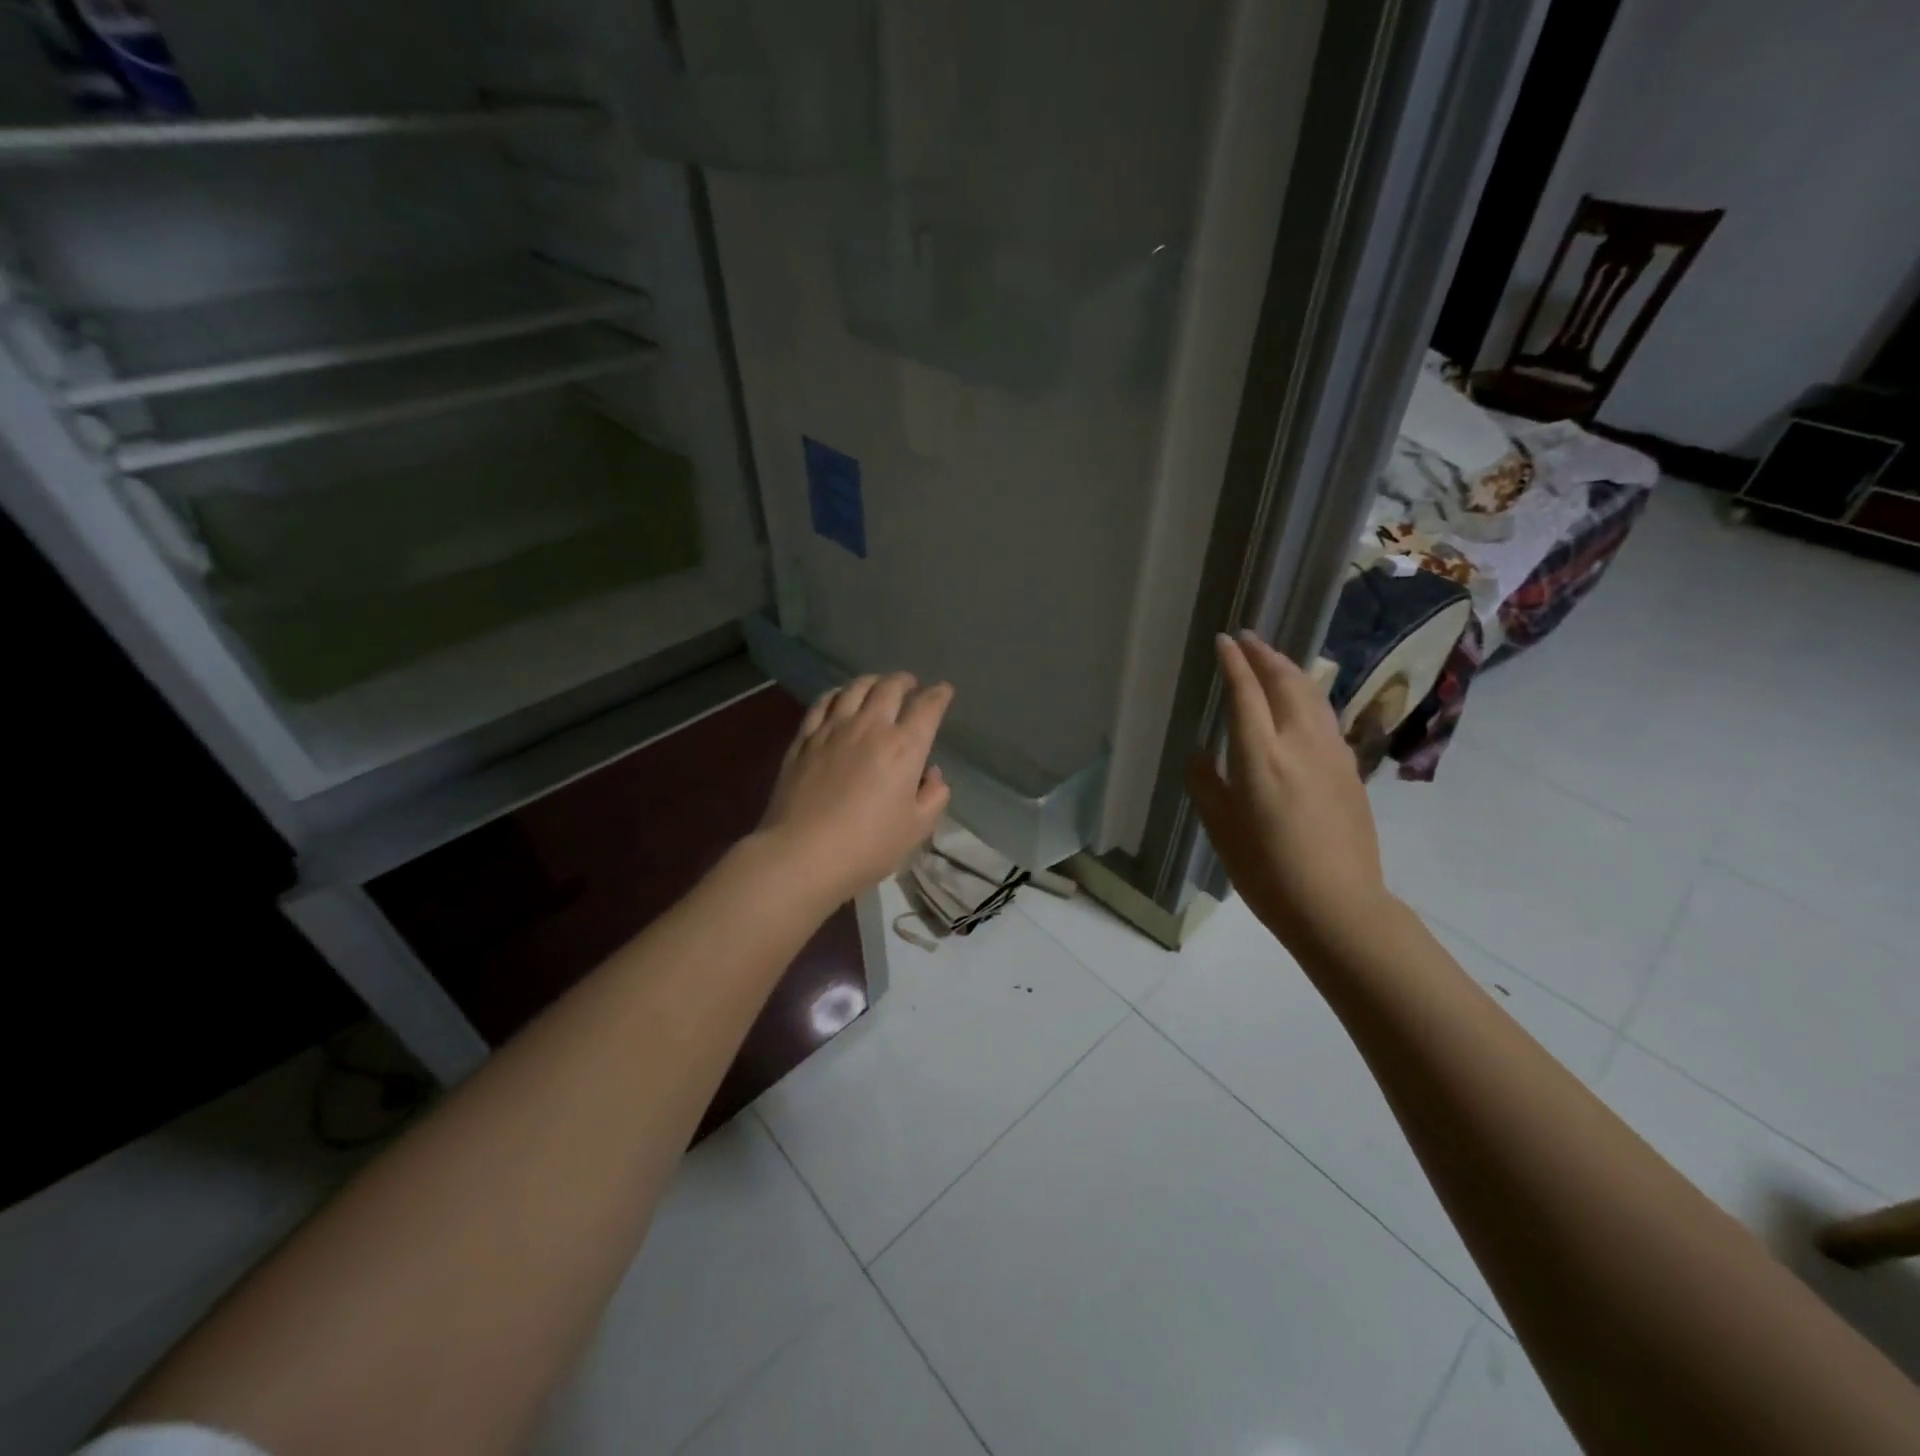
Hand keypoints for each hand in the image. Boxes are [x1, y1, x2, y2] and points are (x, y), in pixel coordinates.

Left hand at [759, 673, 953, 904]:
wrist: (802, 854)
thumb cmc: (868, 846)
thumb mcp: (917, 829)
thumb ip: (934, 796)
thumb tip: (932, 774)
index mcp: (904, 747)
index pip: (927, 707)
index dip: (939, 695)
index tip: (944, 691)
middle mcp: (870, 727)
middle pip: (890, 687)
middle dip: (905, 681)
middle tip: (911, 685)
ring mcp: (833, 729)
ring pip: (855, 688)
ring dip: (872, 681)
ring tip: (878, 686)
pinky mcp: (804, 739)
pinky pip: (822, 702)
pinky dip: (837, 694)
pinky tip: (840, 698)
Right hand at [1186, 632, 1391, 955]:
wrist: (1337, 904)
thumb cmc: (1267, 870)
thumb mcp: (1221, 829)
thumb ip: (1206, 783)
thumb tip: (1200, 753)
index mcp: (1261, 755)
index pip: (1246, 692)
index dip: (1233, 663)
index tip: (1223, 641)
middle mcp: (1299, 742)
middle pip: (1285, 682)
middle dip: (1264, 655)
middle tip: (1247, 639)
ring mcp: (1332, 753)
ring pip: (1312, 695)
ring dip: (1290, 670)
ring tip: (1273, 660)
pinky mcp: (1350, 769)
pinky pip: (1326, 716)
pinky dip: (1308, 695)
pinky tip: (1302, 702)